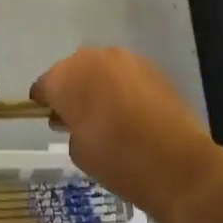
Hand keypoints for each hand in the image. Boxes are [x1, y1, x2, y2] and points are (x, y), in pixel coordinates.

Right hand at [30, 47, 222, 222]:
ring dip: (97, 84)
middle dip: (71, 89)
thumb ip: (69, 127)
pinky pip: (125, 73)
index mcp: (66, 78)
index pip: (44, 84)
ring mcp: (125, 59)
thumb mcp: (79, 152)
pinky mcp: (151, 66)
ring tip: (106, 112)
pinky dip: (122, 86)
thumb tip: (74, 119)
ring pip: (100, 68)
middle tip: (76, 116)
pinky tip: (130, 110)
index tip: (47, 115)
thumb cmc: (118, 161)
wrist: (178, 164)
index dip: (44, 101)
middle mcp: (92, 58)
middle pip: (72, 70)